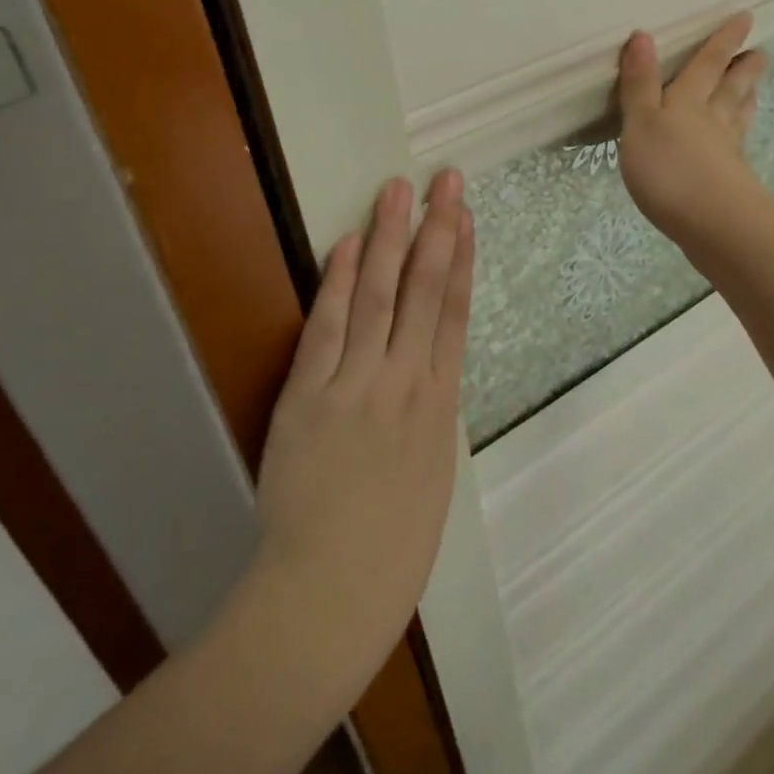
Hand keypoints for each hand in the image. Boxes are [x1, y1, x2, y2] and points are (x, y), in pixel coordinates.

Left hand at [253, 171, 472, 665]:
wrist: (331, 594)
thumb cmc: (392, 545)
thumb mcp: (432, 473)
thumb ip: (429, 413)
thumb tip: (427, 369)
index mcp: (440, 403)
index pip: (455, 311)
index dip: (461, 257)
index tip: (464, 215)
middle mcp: (405, 381)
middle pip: (423, 290)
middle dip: (435, 229)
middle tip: (444, 179)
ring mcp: (357, 384)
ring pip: (378, 296)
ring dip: (388, 239)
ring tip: (398, 191)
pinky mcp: (309, 396)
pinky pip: (327, 328)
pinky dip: (336, 283)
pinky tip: (346, 244)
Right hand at [617, 13, 770, 250]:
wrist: (713, 224)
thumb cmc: (670, 168)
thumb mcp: (642, 122)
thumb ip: (640, 83)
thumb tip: (643, 35)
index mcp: (688, 102)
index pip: (708, 64)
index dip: (723, 41)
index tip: (745, 18)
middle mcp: (712, 121)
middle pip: (730, 88)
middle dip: (743, 69)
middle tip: (761, 52)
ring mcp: (725, 153)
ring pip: (737, 117)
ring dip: (745, 99)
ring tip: (754, 88)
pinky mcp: (731, 182)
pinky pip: (735, 148)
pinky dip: (738, 137)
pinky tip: (737, 144)